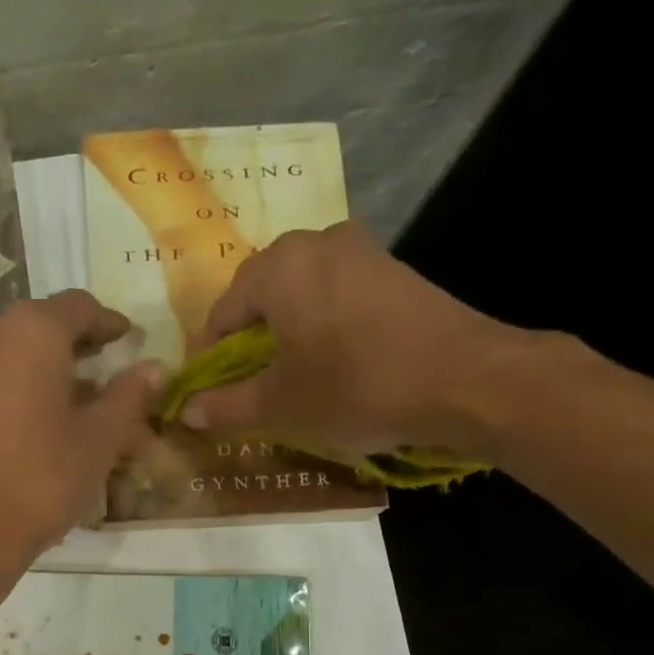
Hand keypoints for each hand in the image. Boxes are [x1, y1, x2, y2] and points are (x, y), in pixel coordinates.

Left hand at [0, 291, 163, 586]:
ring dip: (34, 371)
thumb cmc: (39, 479)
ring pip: (3, 355)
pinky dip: (2, 392)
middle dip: (70, 350)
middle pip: (37, 329)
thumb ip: (128, 396)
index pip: (78, 307)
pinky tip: (17, 428)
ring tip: (58, 407)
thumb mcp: (98, 440)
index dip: (107, 322)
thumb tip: (153, 368)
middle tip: (96, 377)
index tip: (124, 339)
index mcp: (31, 332)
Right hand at [177, 220, 530, 460]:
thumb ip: (225, 406)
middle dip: (248, 343)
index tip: (209, 394)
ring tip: (291, 376)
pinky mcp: (393, 268)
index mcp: (278, 267)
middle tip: (250, 387)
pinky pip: (336, 293)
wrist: (467, 380)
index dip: (209, 359)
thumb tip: (186, 412)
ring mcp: (360, 250)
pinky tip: (333, 360)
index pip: (221, 314)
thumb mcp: (280, 406)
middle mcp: (315, 243)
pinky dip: (322, 324)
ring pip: (300, 293)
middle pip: (260, 297)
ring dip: (285, 333)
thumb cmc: (357, 386)